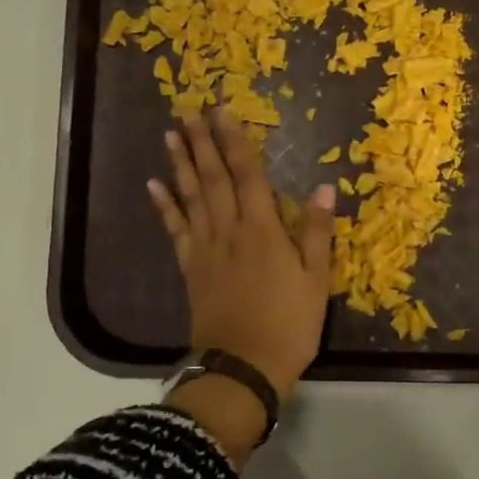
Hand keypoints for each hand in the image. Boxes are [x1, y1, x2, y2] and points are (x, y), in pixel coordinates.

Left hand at [148, 110, 336, 399]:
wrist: (243, 367)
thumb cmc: (288, 325)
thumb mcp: (316, 281)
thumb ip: (317, 233)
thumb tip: (325, 188)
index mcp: (262, 230)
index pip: (247, 175)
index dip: (235, 142)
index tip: (223, 112)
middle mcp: (229, 231)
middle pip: (213, 178)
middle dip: (202, 142)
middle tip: (188, 110)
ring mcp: (205, 250)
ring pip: (190, 197)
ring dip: (180, 164)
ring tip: (170, 134)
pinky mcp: (190, 269)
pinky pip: (175, 231)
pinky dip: (164, 207)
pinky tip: (154, 186)